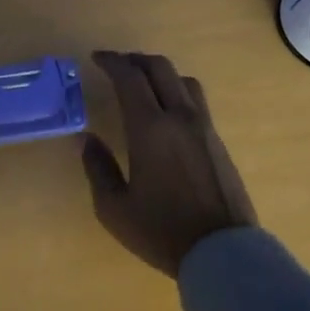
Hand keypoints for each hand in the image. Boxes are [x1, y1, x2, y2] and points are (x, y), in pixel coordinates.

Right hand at [82, 50, 258, 277]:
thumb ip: (97, 168)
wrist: (222, 252)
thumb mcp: (114, 207)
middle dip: (135, 60)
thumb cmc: (161, 231)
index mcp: (150, 128)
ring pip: (183, 80)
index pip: (130, 77)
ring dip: (159, 72)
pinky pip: (196, 100)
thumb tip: (87, 139)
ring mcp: (204, 127)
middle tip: (116, 65)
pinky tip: (166, 110)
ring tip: (143, 83)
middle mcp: (179, 117)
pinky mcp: (218, 141)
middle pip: (160, 68)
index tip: (96, 59)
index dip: (111, 62)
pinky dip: (176, 90)